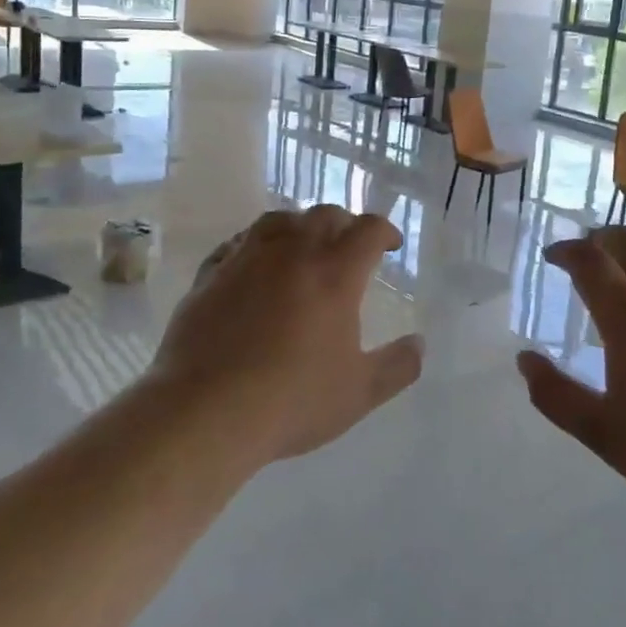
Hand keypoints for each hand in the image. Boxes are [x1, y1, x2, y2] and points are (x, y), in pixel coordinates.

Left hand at [150, 205, 422, 464]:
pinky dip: (257, 244)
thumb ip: (399, 366)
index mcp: (335, 273)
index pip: (368, 229)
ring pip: (279, 219)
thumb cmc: (292, 400)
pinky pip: (239, 242)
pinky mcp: (211, 273)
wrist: (206, 411)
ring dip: (300, 226)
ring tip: (303, 247)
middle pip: (325, 215)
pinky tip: (256, 265)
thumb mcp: (360, 393)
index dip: (385, 231)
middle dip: (345, 224)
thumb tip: (419, 344)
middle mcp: (293, 252)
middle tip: (350, 247)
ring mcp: (247, 258)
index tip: (390, 246)